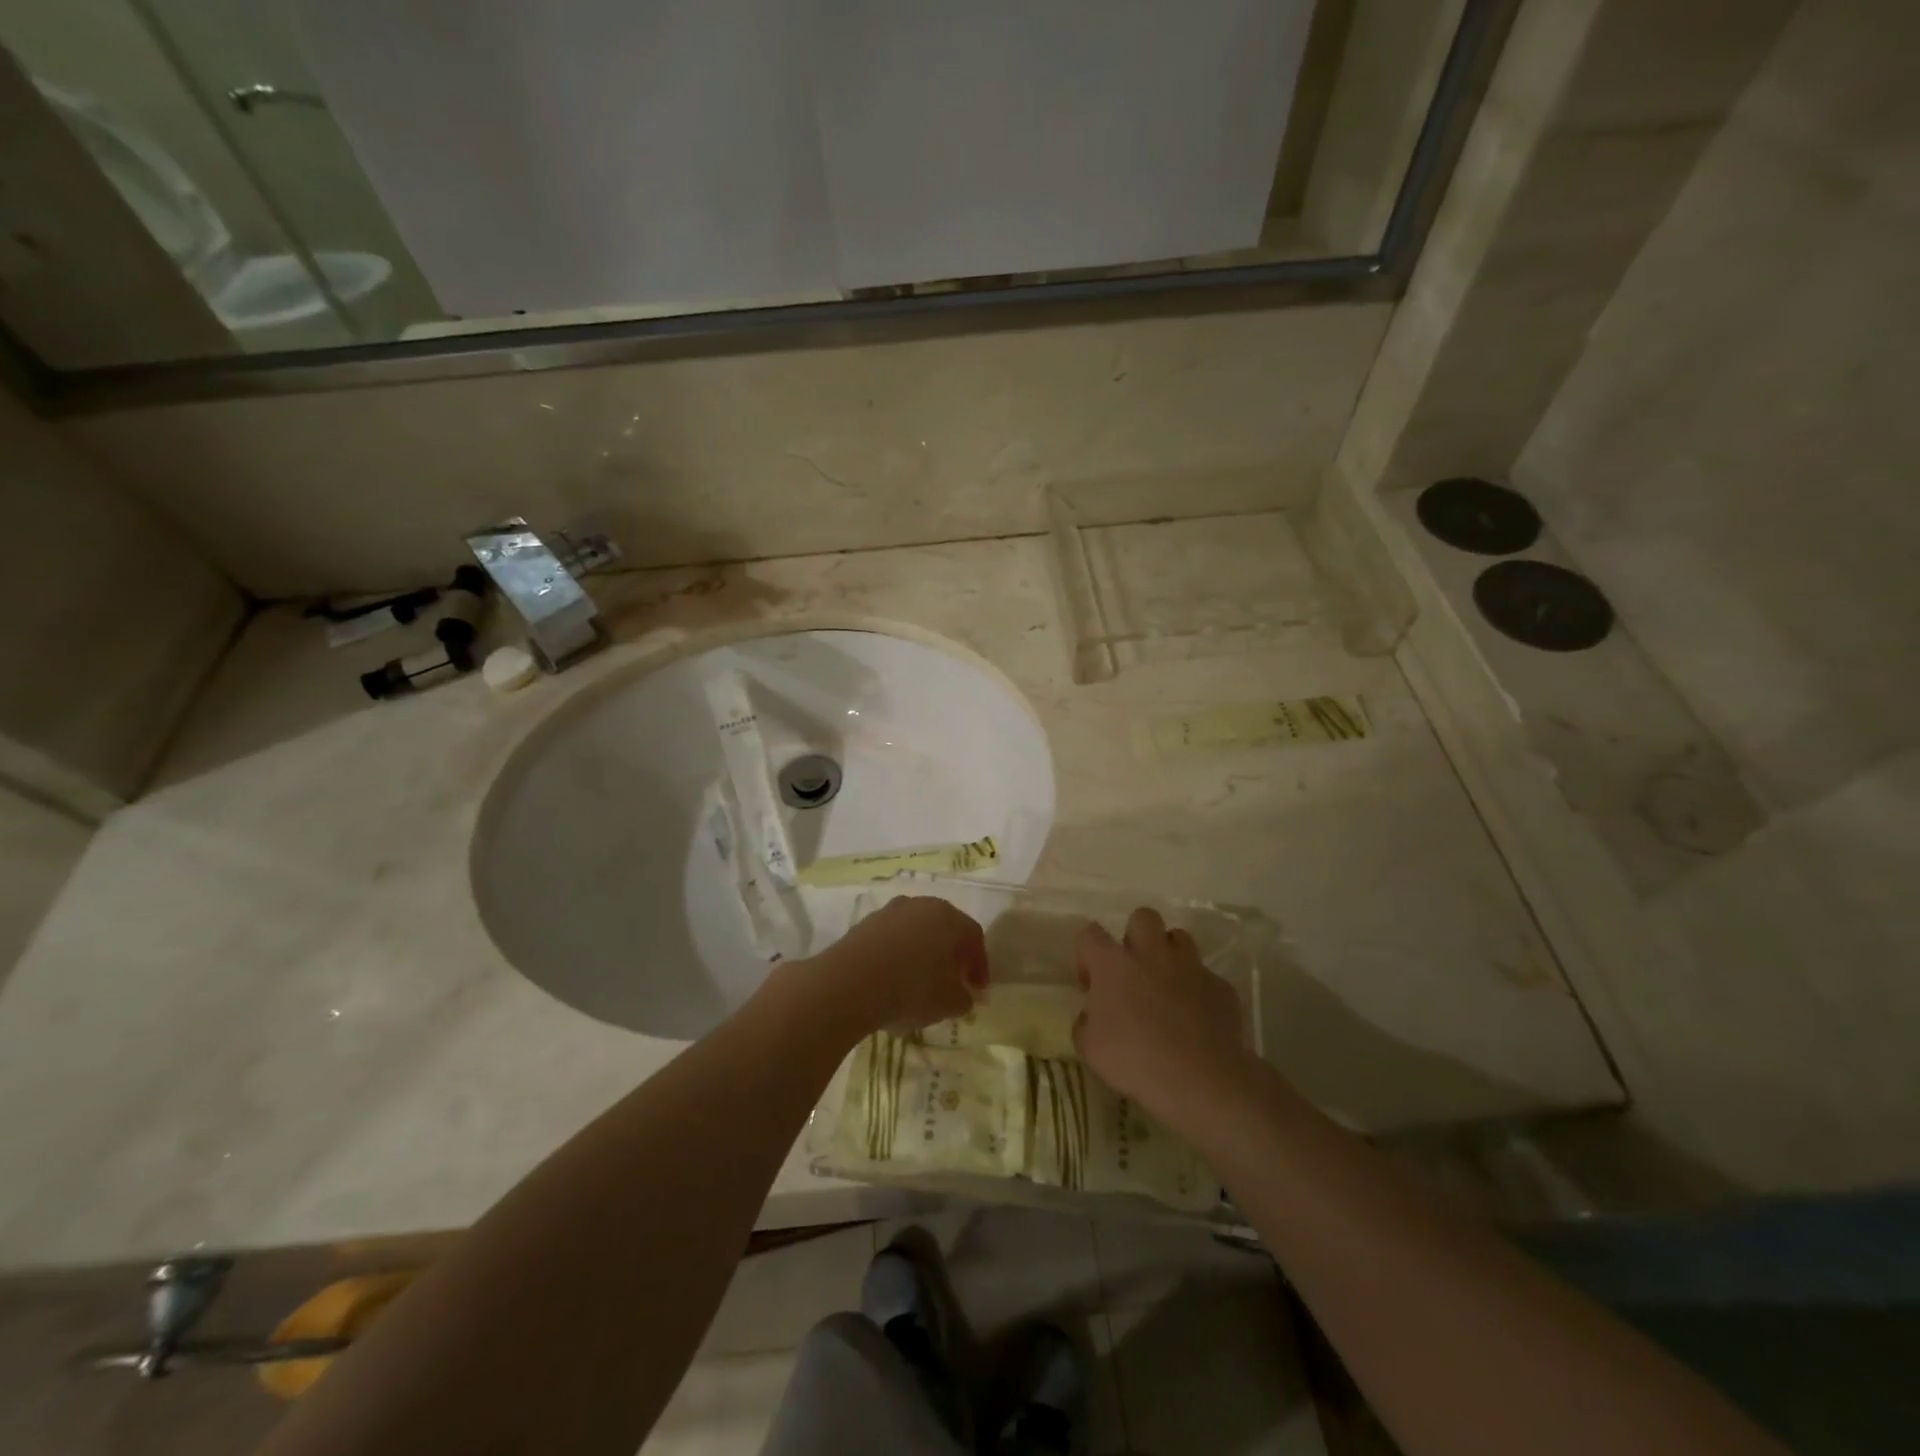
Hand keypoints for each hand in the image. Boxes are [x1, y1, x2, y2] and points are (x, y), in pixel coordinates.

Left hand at [808, 896, 986, 1036]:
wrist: (848, 984)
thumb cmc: (910, 990)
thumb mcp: (948, 1003)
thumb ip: (964, 998)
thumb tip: (964, 995)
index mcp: (949, 918)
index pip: (974, 937)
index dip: (979, 965)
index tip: (977, 990)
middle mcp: (922, 905)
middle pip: (945, 928)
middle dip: (952, 955)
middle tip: (952, 981)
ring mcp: (891, 911)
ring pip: (917, 931)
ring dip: (923, 953)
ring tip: (920, 982)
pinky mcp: (865, 923)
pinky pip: (892, 938)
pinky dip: (898, 954)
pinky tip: (892, 979)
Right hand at [1073, 907, 1247, 1129]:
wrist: (1198, 1078)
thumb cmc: (1134, 1059)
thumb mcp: (1089, 1048)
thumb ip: (1085, 1023)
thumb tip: (1091, 1016)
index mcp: (1113, 963)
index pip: (1090, 934)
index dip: (1087, 954)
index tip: (1091, 983)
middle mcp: (1151, 953)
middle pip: (1142, 917)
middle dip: (1136, 935)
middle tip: (1133, 968)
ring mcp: (1190, 966)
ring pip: (1180, 937)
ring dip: (1170, 954)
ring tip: (1167, 985)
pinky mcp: (1220, 985)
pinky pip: (1206, 976)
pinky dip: (1198, 990)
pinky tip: (1196, 1017)